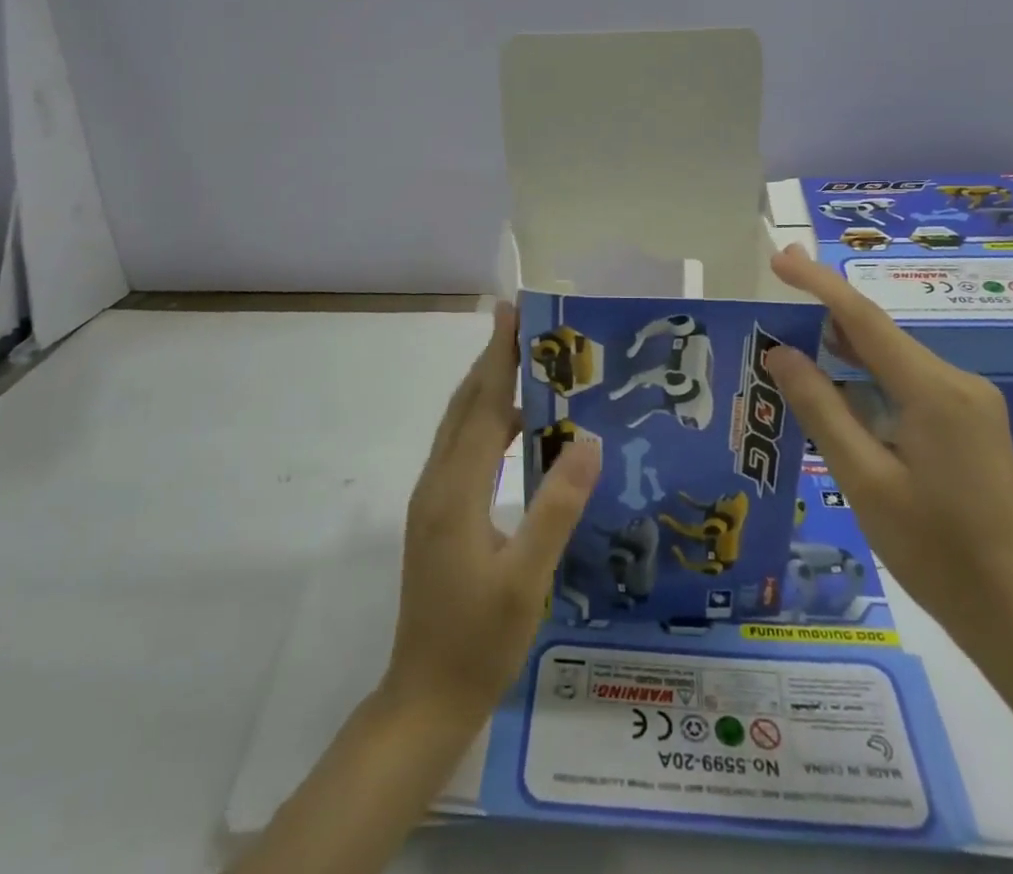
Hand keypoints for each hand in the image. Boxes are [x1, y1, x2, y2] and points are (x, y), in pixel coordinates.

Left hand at [382, 304, 601, 725]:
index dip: (499, 356)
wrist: (424, 699)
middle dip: (492, 361)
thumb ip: (557, 506)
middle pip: (465, 406)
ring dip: (489, 391)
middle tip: (524, 325)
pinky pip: (462, 451)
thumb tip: (588, 439)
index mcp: (455, 490)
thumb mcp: (527, 578)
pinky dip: (488, 425)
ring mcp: (431, 500)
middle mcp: (436, 483)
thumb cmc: (479, 641)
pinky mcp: (435, 517)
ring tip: (529, 368)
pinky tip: (518, 433)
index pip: (483, 405)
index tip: (511, 312)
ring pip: (460, 427)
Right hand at [765, 245, 1012, 658]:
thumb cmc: (935, 552)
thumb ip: (821, 409)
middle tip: (775, 293)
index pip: (864, 320)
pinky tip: (836, 389)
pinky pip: (907, 384)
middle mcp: (957, 383)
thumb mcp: (863, 480)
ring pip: (892, 360)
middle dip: (825, 311)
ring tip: (791, 342)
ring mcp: (968, 403)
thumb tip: (781, 353)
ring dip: (844, 349)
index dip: (819, 284)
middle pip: (879, 334)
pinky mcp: (968, 423)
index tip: (779, 258)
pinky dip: (867, 378)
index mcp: (934, 392)